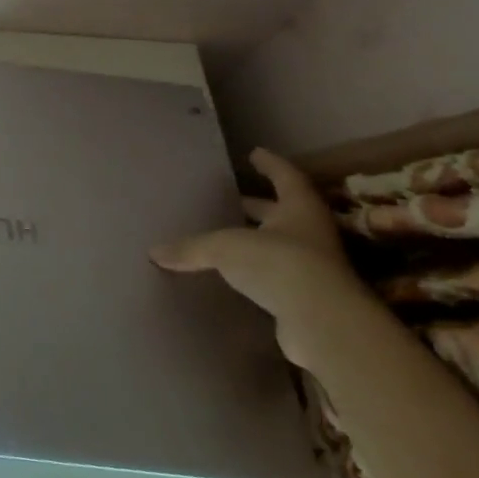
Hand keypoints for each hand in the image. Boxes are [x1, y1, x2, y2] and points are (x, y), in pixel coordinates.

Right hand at [150, 147, 371, 368]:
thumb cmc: (279, 264)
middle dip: (258, 205)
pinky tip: (232, 274)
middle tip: (232, 198)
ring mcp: (312, 268)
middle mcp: (309, 234)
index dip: (270, 165)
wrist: (324, 324)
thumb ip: (191, 248)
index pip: (285, 177)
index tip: (254, 153)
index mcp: (298, 210)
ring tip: (225, 234)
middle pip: (282, 212)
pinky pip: (274, 275)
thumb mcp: (225, 247)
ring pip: (279, 244)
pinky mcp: (305, 297)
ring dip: (256, 239)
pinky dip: (255, 271)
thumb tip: (154, 252)